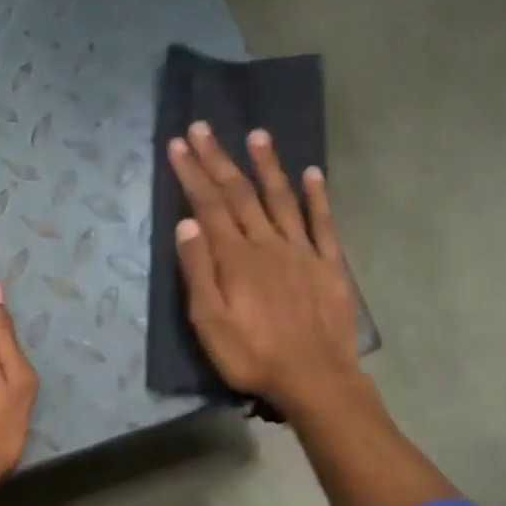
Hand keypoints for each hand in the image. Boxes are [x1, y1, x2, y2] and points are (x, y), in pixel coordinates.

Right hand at [168, 122, 360, 413]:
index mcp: (235, 258)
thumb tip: (186, 222)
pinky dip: (317, 196)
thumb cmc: (252, 355)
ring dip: (266, 166)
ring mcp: (301, 251)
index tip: (178, 144)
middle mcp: (267, 243)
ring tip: (256, 134)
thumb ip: (198, 271)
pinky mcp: (328, 264)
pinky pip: (322, 223)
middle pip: (239, 194)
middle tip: (202, 127)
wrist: (314, 378)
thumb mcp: (209, 322)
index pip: (208, 205)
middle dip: (218, 159)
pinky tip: (312, 173)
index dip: (192, 173)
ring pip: (281, 199)